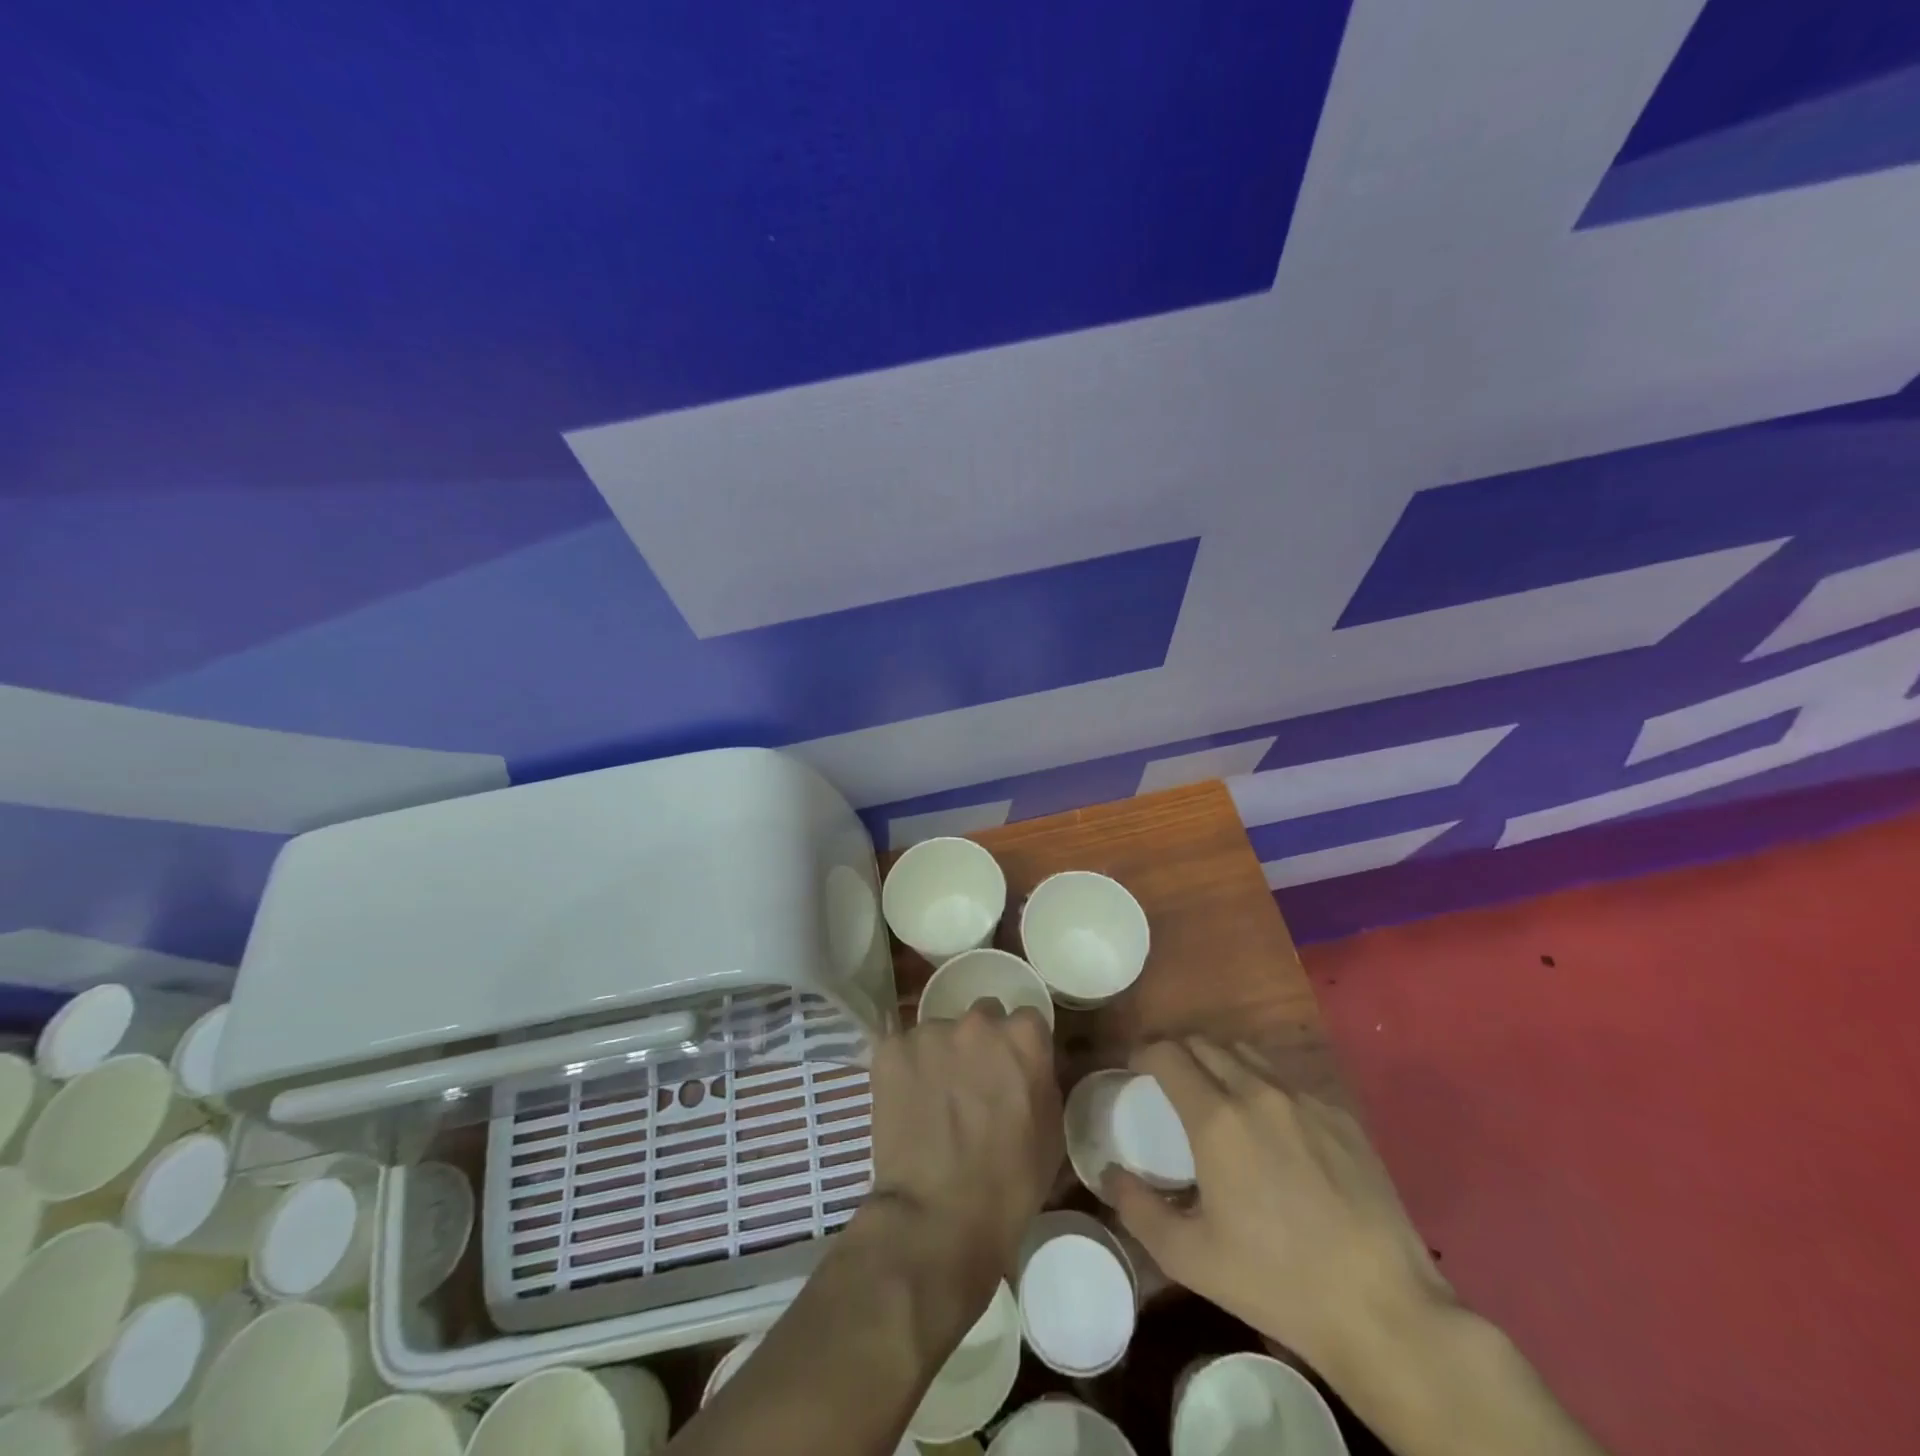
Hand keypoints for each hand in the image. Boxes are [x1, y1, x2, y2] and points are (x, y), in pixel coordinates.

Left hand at [863, 1004, 1062, 1306]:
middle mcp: (977, 1022)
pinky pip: (903, 1049)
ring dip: (941, 1055)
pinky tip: (906, 1103)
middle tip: (972, 1084)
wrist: (938, 1219)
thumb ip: (1041, 1082)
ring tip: (934, 1099)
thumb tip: (1028, 1068)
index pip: (1027, 1020)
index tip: (1013, 1071)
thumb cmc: (1009, 1186)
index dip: (1019, 1047)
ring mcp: (930, 1032)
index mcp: (1023, 1038)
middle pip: (982, 1018)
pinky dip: (905, 1069)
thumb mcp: (1051, 1133)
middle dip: (980, 1043)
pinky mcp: (891, 1050)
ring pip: (939, 1032)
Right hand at [1105, 1037, 1450, 1370]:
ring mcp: (1305, 1101)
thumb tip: (1110, 1173)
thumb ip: (1138, 1208)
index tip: (1134, 1067)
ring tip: (1218, 1097)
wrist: (1384, 1309)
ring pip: (1249, 1055)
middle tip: (1169, 1081)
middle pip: (1205, 1044)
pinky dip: (1266, 1089)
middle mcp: (1258, 1092)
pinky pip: (1290, 1083)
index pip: (1166, 1054)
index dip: (1143, 1053)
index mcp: (1216, 1119)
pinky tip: (1274, 1131)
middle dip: (1178, 1053)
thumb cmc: (1276, 1282)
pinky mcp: (1342, 1117)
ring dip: (1221, 1063)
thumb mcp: (1189, 1257)